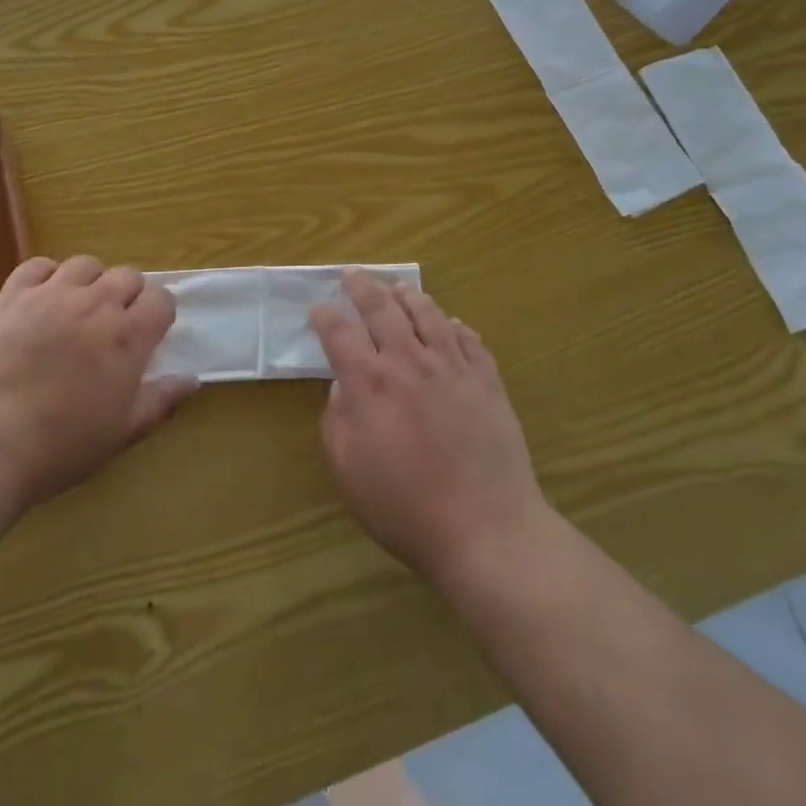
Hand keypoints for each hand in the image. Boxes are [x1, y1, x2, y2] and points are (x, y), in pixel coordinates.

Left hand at [0, 255, 195, 511]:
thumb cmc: (58, 448)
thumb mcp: (120, 434)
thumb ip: (160, 401)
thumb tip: (193, 380)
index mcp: (128, 337)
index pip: (161, 299)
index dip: (158, 313)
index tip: (149, 333)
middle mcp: (96, 304)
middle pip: (127, 276)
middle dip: (128, 296)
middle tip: (112, 327)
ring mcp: (52, 295)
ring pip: (86, 265)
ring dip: (90, 282)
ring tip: (77, 310)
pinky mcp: (12, 296)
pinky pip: (38, 266)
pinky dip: (47, 276)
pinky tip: (41, 300)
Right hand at [312, 271, 550, 590]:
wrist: (486, 530)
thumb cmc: (406, 508)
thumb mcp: (349, 472)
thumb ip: (337, 421)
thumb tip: (341, 387)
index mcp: (370, 383)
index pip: (340, 332)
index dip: (325, 316)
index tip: (319, 309)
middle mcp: (409, 362)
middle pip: (381, 308)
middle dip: (362, 286)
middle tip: (353, 275)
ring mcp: (452, 367)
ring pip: (427, 313)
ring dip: (408, 295)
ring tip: (398, 288)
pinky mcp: (486, 380)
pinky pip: (469, 339)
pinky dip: (455, 325)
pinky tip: (450, 324)